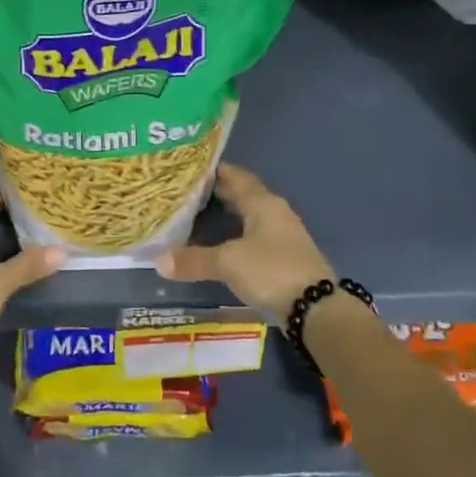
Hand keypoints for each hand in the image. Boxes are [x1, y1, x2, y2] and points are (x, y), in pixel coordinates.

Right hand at [154, 163, 331, 316]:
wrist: (316, 308)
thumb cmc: (272, 271)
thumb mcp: (228, 263)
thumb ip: (194, 259)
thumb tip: (159, 260)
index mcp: (262, 203)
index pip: (235, 176)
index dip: (213, 170)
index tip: (188, 168)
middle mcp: (274, 212)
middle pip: (241, 195)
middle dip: (215, 192)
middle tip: (184, 192)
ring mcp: (281, 235)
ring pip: (247, 216)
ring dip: (225, 215)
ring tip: (195, 216)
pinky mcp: (282, 257)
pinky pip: (252, 237)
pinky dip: (233, 236)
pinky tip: (217, 245)